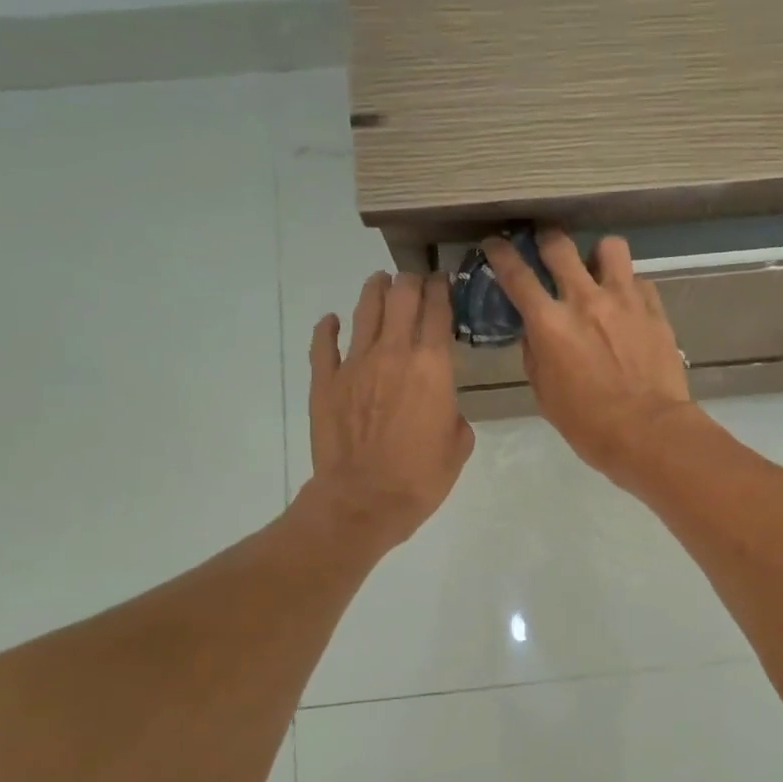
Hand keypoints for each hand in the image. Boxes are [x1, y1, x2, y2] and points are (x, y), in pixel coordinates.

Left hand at [304, 272, 473, 549]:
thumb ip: (453, 412)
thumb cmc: (421, 477)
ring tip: (380, 282)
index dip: (442, 290)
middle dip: (411, 282)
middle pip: (401, 297)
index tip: (444, 282)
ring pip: (364, 310)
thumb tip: (441, 404)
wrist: (364, 500)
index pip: (438, 310)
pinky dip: (328, 328)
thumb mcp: (459, 444)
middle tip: (415, 281)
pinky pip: (323, 343)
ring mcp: (354, 363)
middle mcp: (394, 352)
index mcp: (433, 365)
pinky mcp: (325, 381)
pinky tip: (331, 321)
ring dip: (375, 291)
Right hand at [482, 230, 698, 483]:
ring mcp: (624, 299)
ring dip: (597, 255)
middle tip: (546, 248)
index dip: (501, 254)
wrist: (648, 431)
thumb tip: (535, 333)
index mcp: (549, 323)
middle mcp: (584, 299)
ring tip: (597, 271)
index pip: (516, 275)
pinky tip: (627, 305)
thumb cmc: (588, 424)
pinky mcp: (654, 309)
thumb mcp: (545, 394)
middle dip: (547, 241)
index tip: (495, 243)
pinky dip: (629, 287)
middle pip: (559, 245)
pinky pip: (639, 280)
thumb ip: (536, 355)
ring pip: (609, 247)